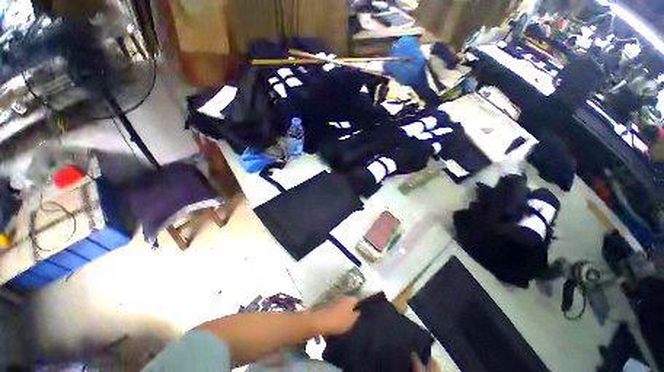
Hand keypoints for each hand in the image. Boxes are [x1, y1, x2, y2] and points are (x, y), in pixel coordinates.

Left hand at [311, 297, 360, 335]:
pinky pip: (337, 308)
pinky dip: (339, 313)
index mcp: (350, 299)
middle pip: (351, 302)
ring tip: (348, 320)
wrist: (321, 321)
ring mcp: (335, 300)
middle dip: (353, 307)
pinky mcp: (329, 306)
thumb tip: (359, 310)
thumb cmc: (339, 321)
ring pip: (343, 305)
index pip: (359, 299)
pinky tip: (339, 320)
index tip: (366, 309)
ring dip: (345, 310)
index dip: (363, 304)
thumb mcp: (352, 320)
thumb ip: (357, 315)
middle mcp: (343, 297)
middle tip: (357, 316)